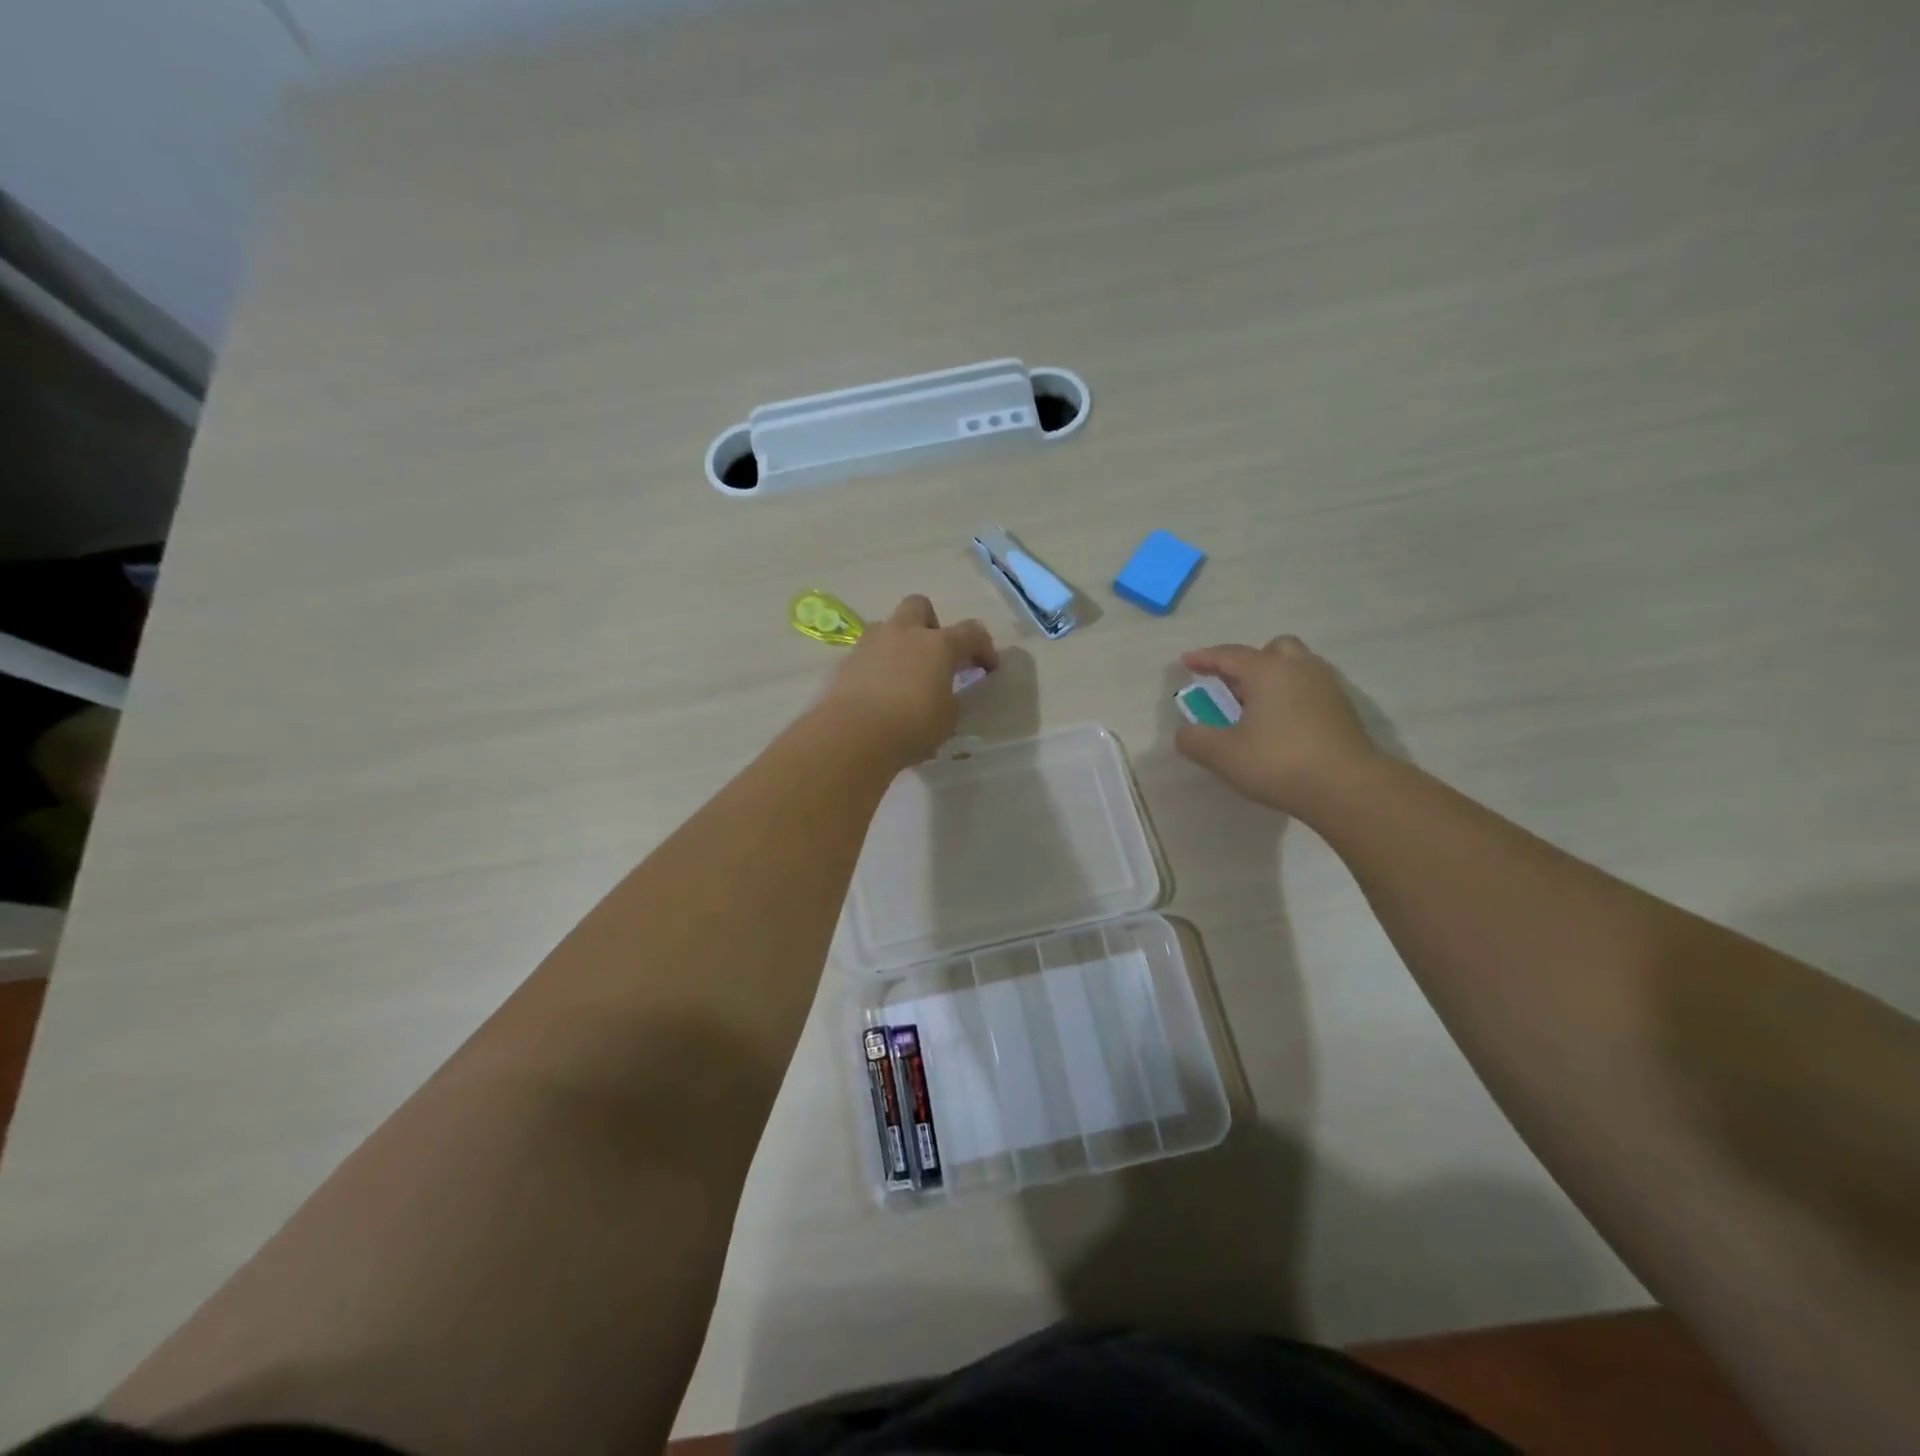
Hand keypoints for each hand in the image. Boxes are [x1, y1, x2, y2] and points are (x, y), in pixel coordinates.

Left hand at [819, 596, 997, 766]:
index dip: (984, 647)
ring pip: (889, 627)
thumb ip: (950, 699)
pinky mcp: (846, 663)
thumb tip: (944, 693)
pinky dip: (878, 666)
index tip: (988, 668)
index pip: (971, 632)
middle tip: (936, 654)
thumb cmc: (912, 726)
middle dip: (931, 624)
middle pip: (920, 606)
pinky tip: (881, 693)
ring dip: (900, 643)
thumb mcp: (947, 718)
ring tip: (905, 675)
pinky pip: (869, 654)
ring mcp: (871, 644)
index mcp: (938, 644)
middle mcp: (904, 633)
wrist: (852, 735)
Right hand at [1175, 635, 1376, 812]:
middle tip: (1232, 684)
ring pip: (1296, 666)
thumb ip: (1196, 741)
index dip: (1205, 658)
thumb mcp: (1223, 756)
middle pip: (1272, 649)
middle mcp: (1299, 668)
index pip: (1230, 655)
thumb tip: (1185, 733)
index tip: (1187, 661)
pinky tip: (1282, 723)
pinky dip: (1291, 695)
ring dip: (1273, 678)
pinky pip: (1310, 688)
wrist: (1348, 787)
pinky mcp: (1343, 709)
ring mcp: (1327, 687)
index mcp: (1267, 671)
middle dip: (1249, 661)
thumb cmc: (1279, 763)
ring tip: (1256, 706)